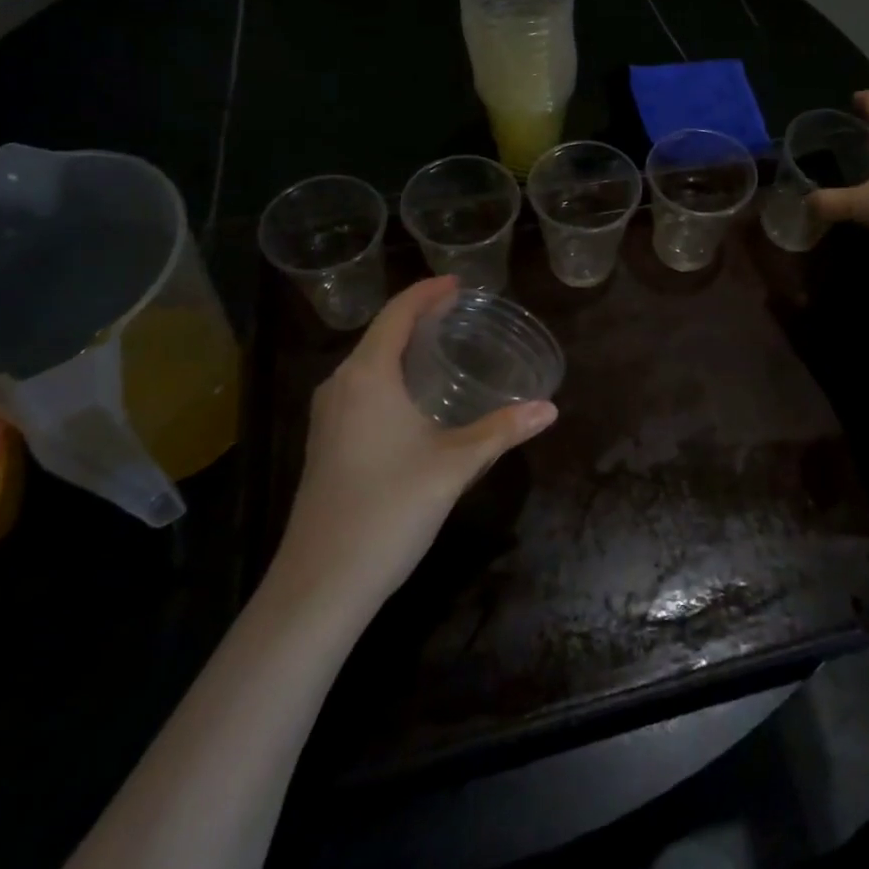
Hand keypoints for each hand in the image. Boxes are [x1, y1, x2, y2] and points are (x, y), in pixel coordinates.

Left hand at [271, 276, 557, 608]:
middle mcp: (340, 385)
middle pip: (380, 333)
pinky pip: (359, 387)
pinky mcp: (324, 442)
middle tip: (459, 312)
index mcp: (367, 375)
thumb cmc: (389, 508)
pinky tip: (412, 396)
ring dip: (401, 346)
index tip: (459, 284)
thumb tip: (548, 409)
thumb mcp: (455, 465)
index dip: (427, 292)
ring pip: (367, 362)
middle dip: (417, 316)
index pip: (397, 314)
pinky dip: (388, 374)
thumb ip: (502, 430)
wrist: (320, 584)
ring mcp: (326, 416)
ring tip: (440, 345)